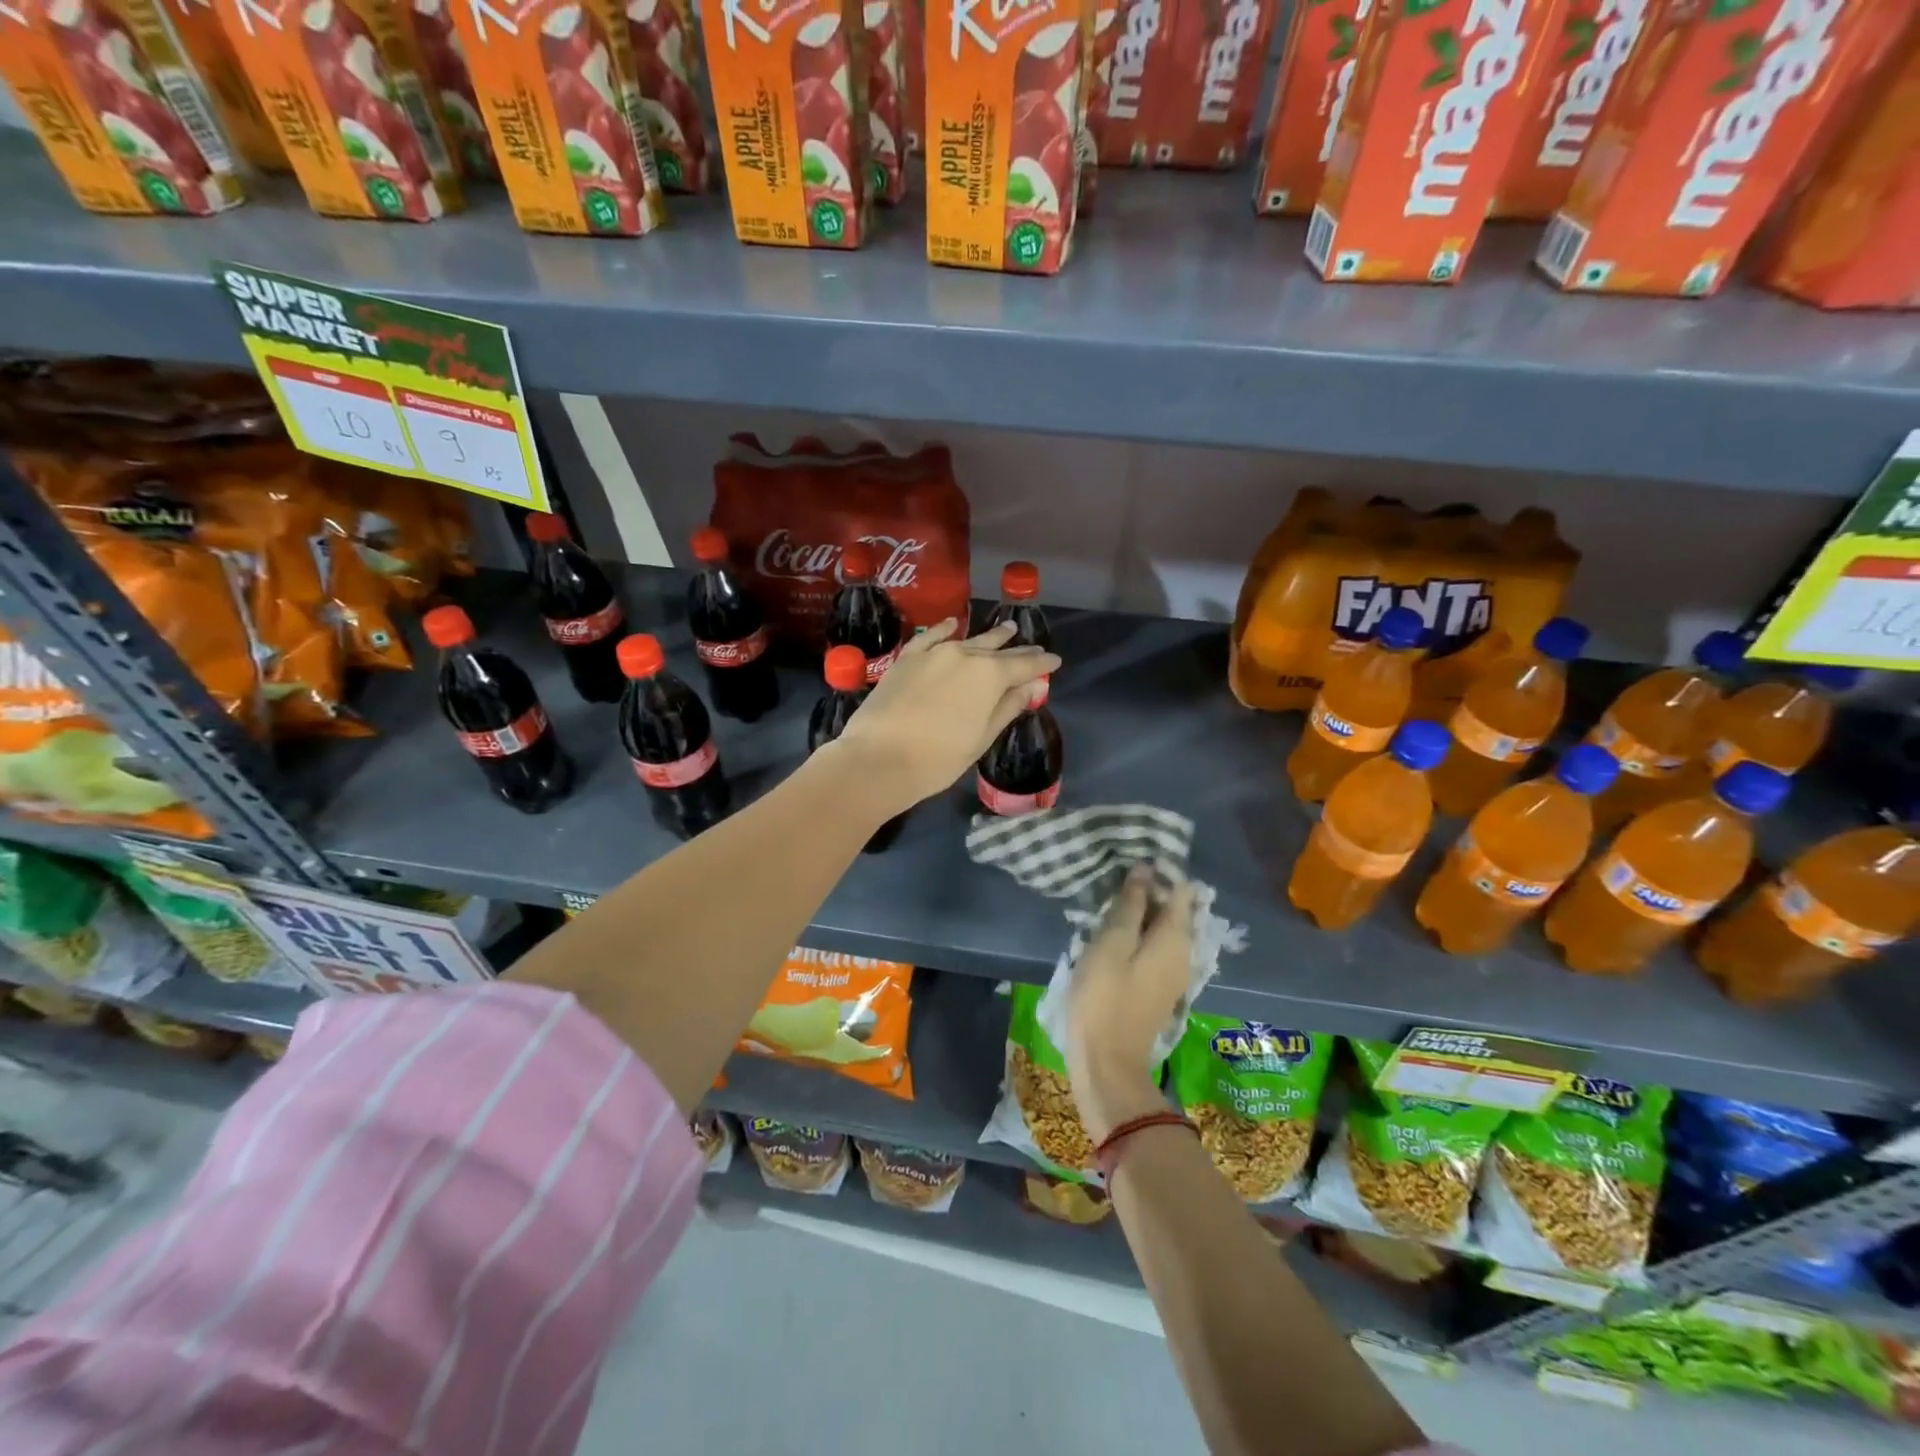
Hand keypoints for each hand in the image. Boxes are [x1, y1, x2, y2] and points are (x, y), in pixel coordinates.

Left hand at [829, 618, 1058, 812]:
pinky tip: (952, 624)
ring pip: (968, 639)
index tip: (1055, 661)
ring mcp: (933, 653)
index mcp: (989, 675)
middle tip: (1033, 647)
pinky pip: (930, 637)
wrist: (878, 759)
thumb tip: (1032, 685)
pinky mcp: (907, 659)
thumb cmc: (938, 758)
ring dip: (989, 636)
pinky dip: (944, 629)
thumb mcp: (981, 737)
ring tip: (1007, 629)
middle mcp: (964, 654)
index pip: (1024, 665)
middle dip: (1018, 649)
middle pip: (997, 649)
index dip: (1042, 663)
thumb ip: (1008, 707)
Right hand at [1065, 868, 1196, 1141]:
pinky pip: (1155, 950)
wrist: (1108, 1064)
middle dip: (1149, 892)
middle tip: (1113, 883)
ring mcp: (1173, 975)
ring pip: (1163, 930)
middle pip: (1175, 910)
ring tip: (1109, 906)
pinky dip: (1139, 936)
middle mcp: (1183, 954)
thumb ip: (1130, 906)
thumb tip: (1145, 871)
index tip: (1130, 864)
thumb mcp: (1110, 944)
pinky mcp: (1159, 990)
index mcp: (1175, 939)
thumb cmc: (1104, 999)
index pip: (1182, 890)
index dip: (1160, 872)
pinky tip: (1113, 937)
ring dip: (1141, 914)